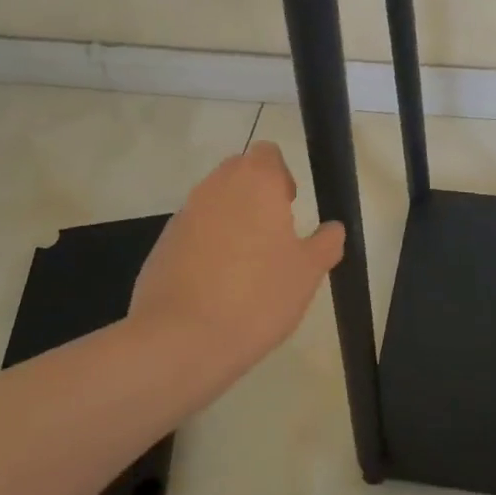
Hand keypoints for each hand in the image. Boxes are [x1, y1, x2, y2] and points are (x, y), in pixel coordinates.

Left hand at [130, 142, 344, 372]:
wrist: (177, 341)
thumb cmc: (255, 297)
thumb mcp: (307, 274)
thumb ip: (325, 244)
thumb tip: (333, 229)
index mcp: (255, 181)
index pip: (267, 153)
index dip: (281, 175)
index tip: (289, 208)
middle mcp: (216, 187)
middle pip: (238, 173)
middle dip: (255, 196)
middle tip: (272, 237)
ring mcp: (184, 214)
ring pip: (214, 203)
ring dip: (230, 222)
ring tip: (244, 268)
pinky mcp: (162, 245)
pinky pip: (192, 233)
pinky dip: (205, 248)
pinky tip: (214, 289)